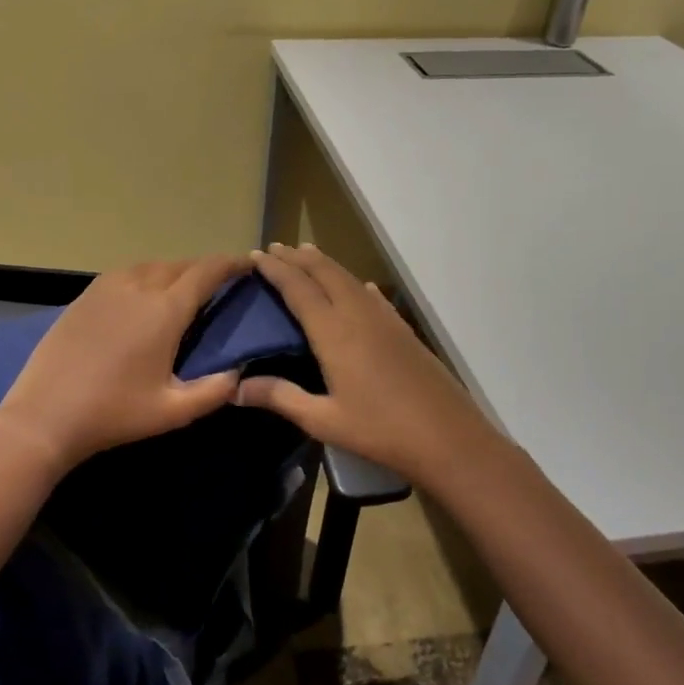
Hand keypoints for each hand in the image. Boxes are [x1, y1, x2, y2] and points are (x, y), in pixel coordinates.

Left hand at [0, 254, 246, 475]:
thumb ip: (214, 391)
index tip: (247, 264)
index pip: (206, 272)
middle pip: (179, 265)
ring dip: (172, 271)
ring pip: (150, 266)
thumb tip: (238, 374)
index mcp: (165, 310)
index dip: (230, 264)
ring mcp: (106, 288)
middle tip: (218, 283)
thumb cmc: (114, 413)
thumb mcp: (173, 411)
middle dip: (203, 269)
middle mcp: (138, 287)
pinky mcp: (84, 297)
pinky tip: (142, 296)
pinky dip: (144, 276)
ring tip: (182, 289)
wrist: (45, 416)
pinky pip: (125, 274)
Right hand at [238, 243, 500, 488]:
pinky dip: (355, 283)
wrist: (448, 437)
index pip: (298, 288)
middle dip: (298, 257)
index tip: (256, 255)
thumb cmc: (380, 430)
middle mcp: (358, 314)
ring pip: (349, 279)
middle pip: (324, 273)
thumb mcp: (323, 420)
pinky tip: (359, 286)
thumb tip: (235, 389)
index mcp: (334, 332)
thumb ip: (280, 397)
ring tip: (306, 255)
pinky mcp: (403, 330)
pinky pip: (372, 295)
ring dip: (325, 264)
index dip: (275, 269)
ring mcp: (384, 319)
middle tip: (276, 247)